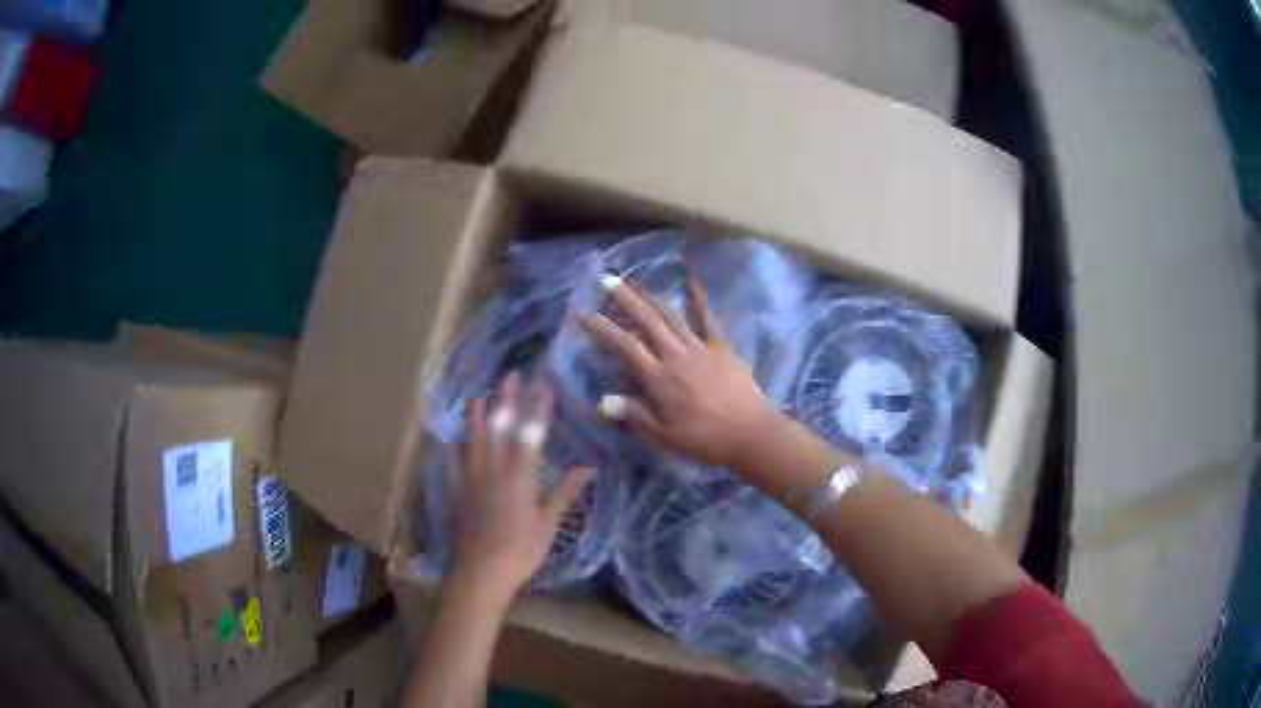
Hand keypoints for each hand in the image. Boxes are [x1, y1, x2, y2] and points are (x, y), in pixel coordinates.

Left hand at [449, 373, 593, 596]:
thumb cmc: (522, 550)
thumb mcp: (549, 523)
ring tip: (480, 395)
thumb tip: (588, 468)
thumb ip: (565, 492)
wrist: (482, 570)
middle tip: (512, 375)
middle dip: (509, 399)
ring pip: (474, 438)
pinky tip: (451, 437)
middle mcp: (494, 468)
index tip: (543, 385)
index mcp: (521, 475)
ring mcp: (470, 477)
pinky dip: (453, 446)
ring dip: (479, 414)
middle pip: (502, 426)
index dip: (538, 407)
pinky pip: (451, 461)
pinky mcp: (455, 490)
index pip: (531, 432)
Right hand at [580, 272, 777, 468]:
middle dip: (625, 300)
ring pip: (670, 316)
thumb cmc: (704, 440)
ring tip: (635, 281)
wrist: (749, 433)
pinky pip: (707, 318)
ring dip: (651, 296)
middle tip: (608, 280)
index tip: (585, 314)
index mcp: (658, 379)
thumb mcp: (664, 436)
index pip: (624, 347)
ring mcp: (699, 348)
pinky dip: (698, 297)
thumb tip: (603, 400)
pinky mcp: (721, 347)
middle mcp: (675, 356)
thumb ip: (634, 415)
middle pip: (646, 322)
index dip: (603, 329)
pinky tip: (691, 279)